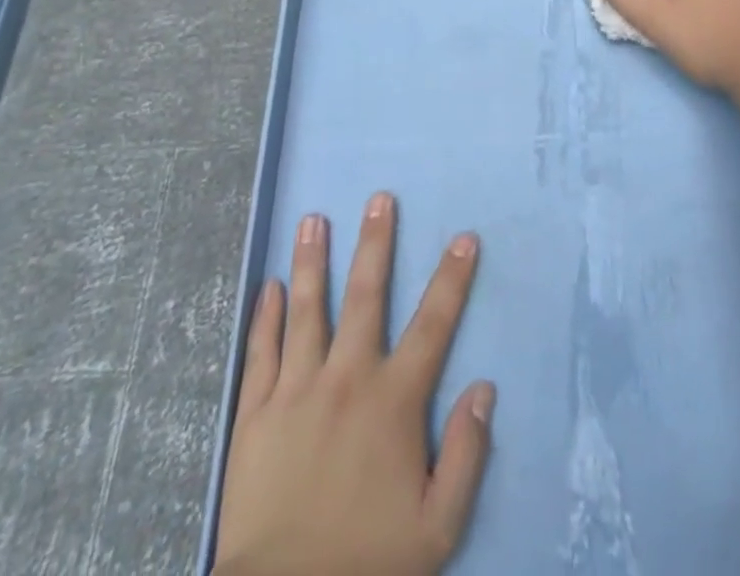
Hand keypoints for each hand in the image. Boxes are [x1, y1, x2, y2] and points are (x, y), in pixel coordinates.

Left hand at [214, 195, 494, 575]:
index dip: (452, 278)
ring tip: (313, 219)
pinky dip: (265, 316)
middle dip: (375, 243)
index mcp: (394, 401)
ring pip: (306, 310)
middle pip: (365, 296)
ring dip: (312, 261)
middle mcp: (347, 379)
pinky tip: (268, 286)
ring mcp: (297, 392)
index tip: (464, 238)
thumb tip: (484, 387)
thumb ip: (466, 454)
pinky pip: (261, 352)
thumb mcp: (438, 526)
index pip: (433, 324)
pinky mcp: (256, 414)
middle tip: (378, 199)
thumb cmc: (367, 564)